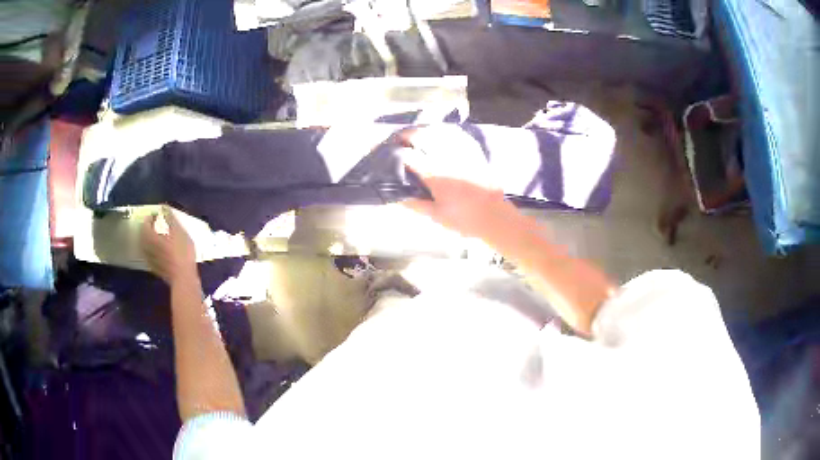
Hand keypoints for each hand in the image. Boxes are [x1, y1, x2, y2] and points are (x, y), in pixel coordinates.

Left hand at [141, 206, 197, 285]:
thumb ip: (170, 218)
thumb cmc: (182, 253)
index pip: (145, 223)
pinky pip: (150, 256)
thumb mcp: (179, 232)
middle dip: (148, 229)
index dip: (150, 217)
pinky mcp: (155, 269)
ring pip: (146, 246)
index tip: (157, 214)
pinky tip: (160, 252)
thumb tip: (164, 207)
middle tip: (156, 225)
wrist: (183, 278)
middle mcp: (147, 248)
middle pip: (143, 235)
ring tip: (158, 237)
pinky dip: (152, 251)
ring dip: (150, 240)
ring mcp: (150, 259)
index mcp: (151, 237)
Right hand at [400, 125, 512, 237]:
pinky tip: (437, 134)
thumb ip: (416, 204)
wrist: (495, 215)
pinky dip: (442, 131)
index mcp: (435, 174)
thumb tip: (397, 196)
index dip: (395, 152)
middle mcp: (446, 158)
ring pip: (438, 131)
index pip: (409, 156)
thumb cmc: (465, 219)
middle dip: (406, 135)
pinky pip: (455, 134)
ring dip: (422, 130)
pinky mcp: (473, 152)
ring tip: (414, 135)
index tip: (387, 153)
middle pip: (422, 135)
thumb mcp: (437, 215)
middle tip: (398, 140)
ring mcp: (461, 152)